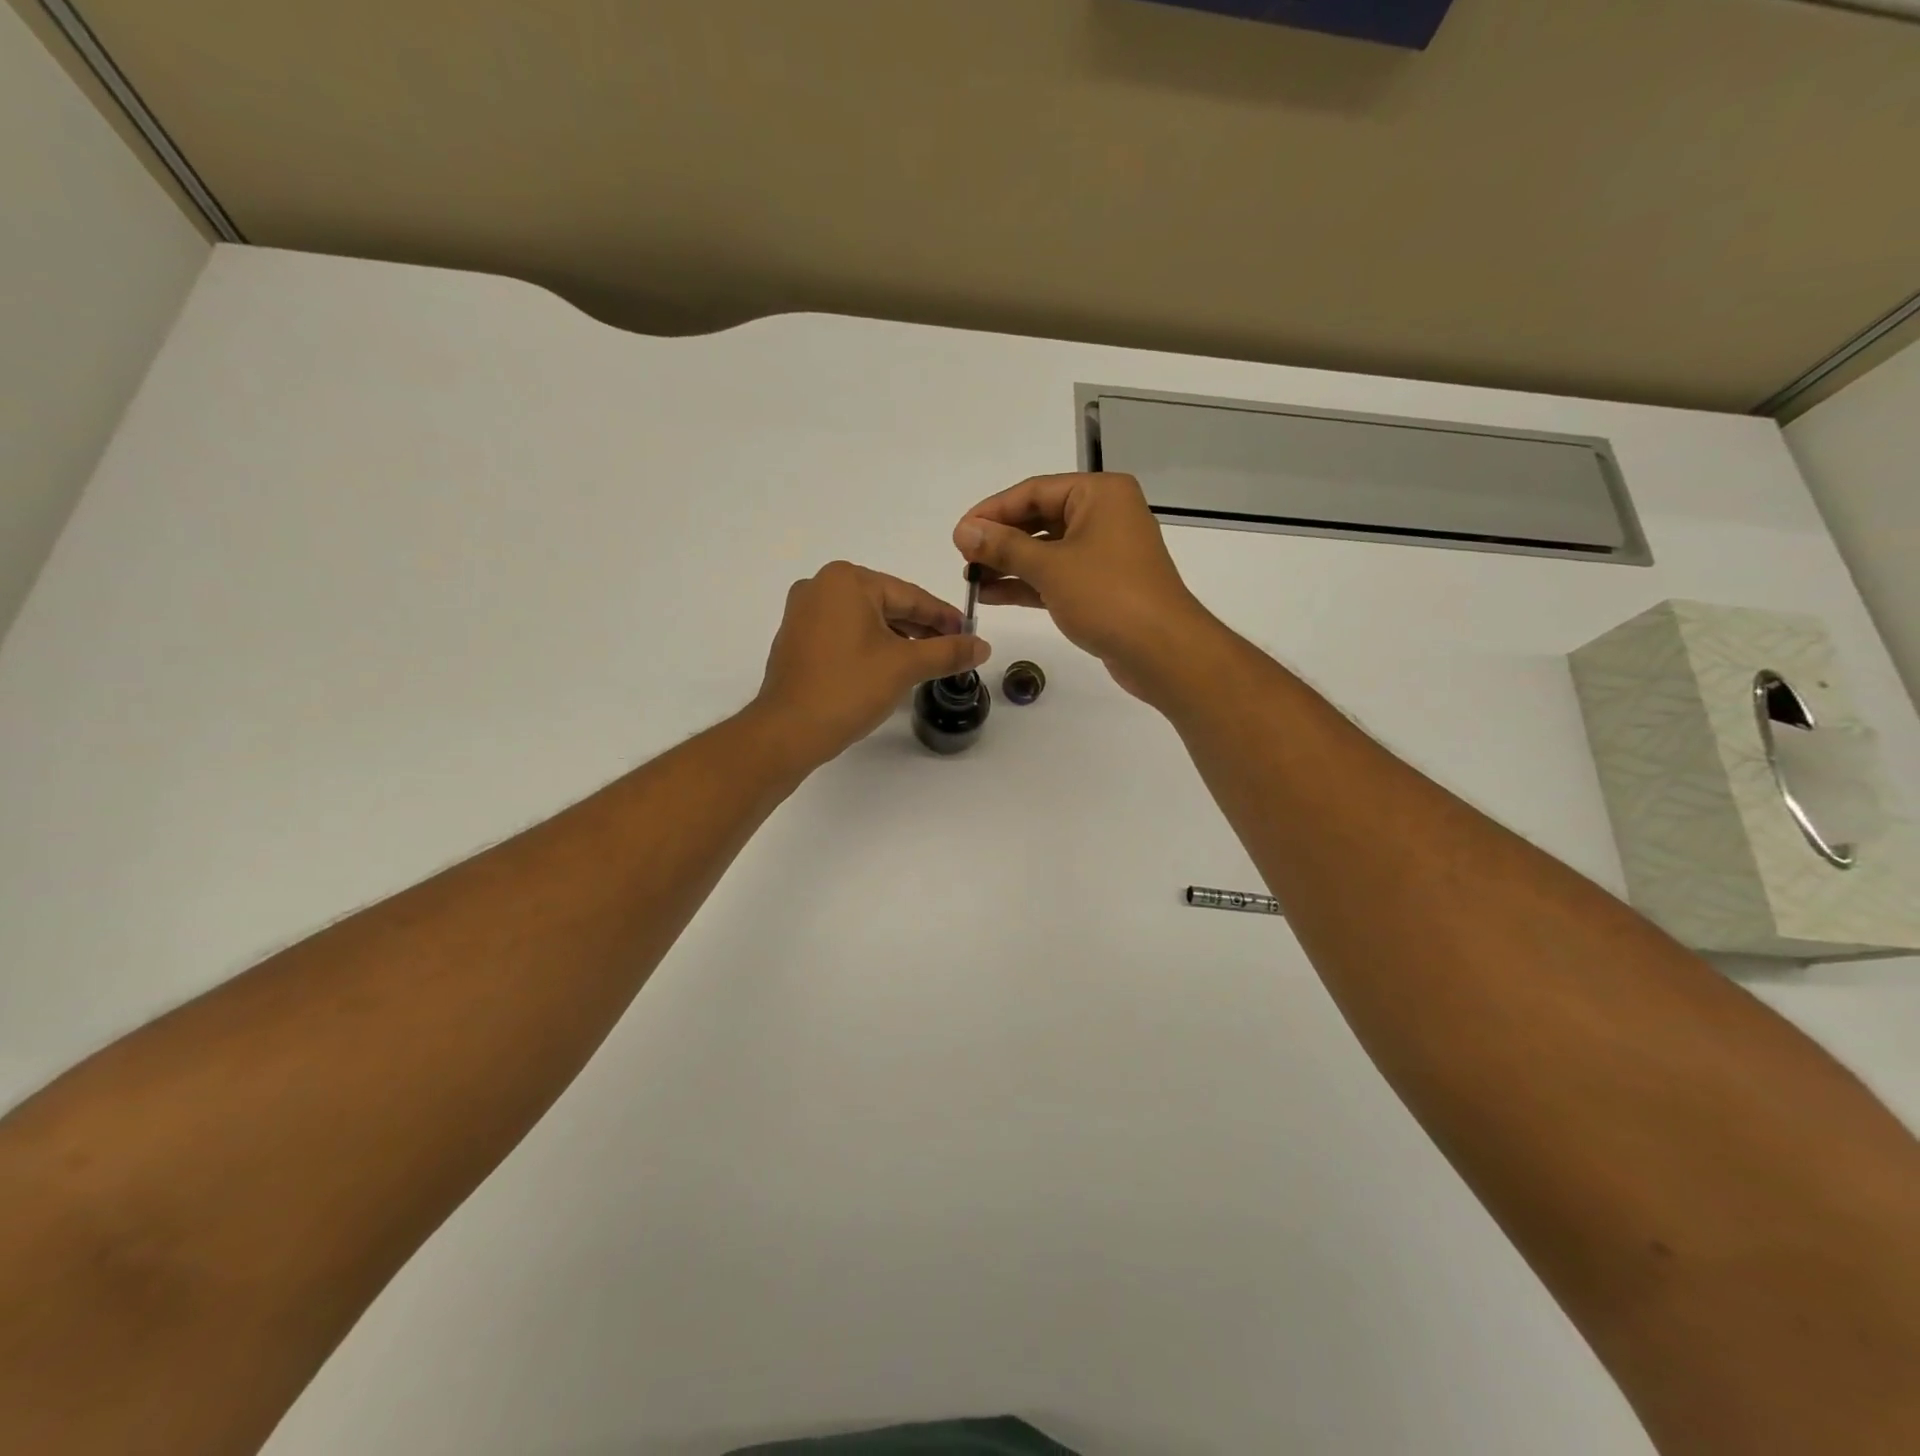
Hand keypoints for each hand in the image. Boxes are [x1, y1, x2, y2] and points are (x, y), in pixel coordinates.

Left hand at [755, 561, 989, 763]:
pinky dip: (870, 646)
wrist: (788, 731)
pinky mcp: (796, 639)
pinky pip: (845, 634)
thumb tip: (983, 646)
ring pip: (866, 621)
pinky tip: (889, 667)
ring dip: (898, 639)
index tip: (970, 634)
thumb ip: (948, 651)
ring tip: (926, 662)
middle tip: (953, 650)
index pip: (910, 596)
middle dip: (921, 629)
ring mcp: (803, 613)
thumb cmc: (848, 688)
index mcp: (846, 580)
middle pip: (887, 605)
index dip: (944, 617)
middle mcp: (820, 586)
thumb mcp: (906, 666)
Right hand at [953, 473, 1213, 699]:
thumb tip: (964, 530)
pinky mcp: (1101, 586)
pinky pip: (1056, 576)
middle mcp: (1104, 515)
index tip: (959, 533)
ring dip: (1009, 565)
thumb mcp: (1050, 567)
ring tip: (971, 580)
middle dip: (1000, 540)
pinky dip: (1027, 584)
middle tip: (963, 558)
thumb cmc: (1108, 596)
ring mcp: (1104, 553)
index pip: (1034, 491)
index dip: (992, 511)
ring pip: (1046, 551)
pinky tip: (993, 595)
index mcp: (1099, 494)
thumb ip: (1003, 547)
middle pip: (1040, 519)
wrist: (1162, 650)